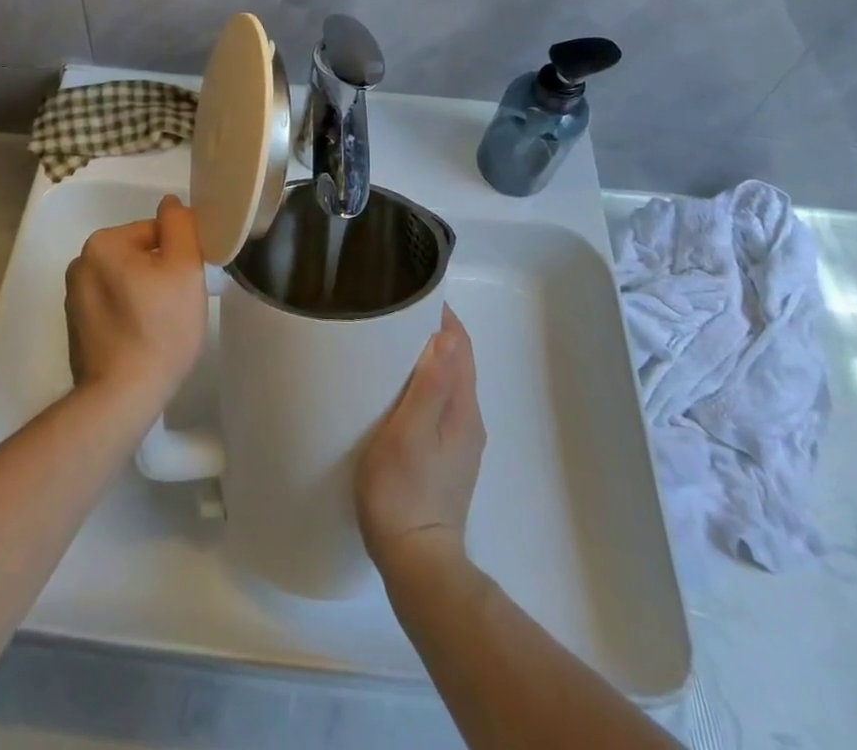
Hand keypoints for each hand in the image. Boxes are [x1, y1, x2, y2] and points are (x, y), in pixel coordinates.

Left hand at [65, 195, 207, 416]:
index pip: (154, 232)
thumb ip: (180, 224)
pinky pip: (112, 307)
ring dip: (145, 294)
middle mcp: (80, 265)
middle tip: (178, 305)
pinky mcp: (75, 329)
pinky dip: (128, 315)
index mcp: (102, 244)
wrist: (123, 396)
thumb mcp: (184, 266)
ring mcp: (73, 299)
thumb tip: (170, 203)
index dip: (178, 254)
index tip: (187, 283)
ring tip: (162, 326)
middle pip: (138, 255)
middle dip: (160, 273)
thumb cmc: (160, 326)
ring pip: (125, 282)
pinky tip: (143, 339)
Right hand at [356, 305, 484, 568]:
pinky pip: (438, 406)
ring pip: (447, 385)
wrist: (417, 563)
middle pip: (457, 362)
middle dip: (432, 333)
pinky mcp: (444, 460)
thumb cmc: (405, 491)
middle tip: (393, 313)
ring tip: (388, 344)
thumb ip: (431, 386)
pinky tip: (395, 391)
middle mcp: (468, 422)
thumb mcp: (410, 433)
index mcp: (463, 410)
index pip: (462, 347)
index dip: (443, 317)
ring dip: (426, 359)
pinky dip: (422, 385)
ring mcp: (458, 444)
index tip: (413, 294)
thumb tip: (446, 336)